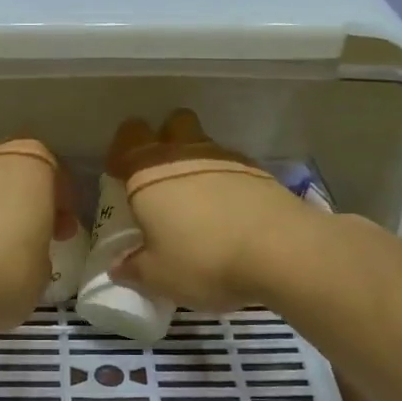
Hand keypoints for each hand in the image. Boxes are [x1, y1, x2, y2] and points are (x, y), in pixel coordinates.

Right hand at [108, 111, 314, 311]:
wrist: (282, 250)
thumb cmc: (203, 260)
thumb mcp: (158, 276)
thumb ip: (134, 268)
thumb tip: (119, 266)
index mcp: (148, 172)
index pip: (128, 137)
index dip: (122, 151)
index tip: (121, 175)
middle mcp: (185, 154)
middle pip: (172, 124)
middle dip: (165, 140)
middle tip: (162, 179)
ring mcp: (226, 158)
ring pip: (204, 144)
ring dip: (197, 163)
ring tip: (199, 204)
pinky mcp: (259, 172)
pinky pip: (233, 168)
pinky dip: (227, 183)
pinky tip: (231, 214)